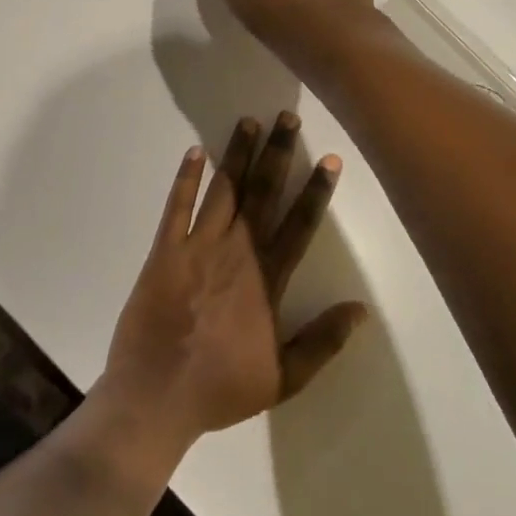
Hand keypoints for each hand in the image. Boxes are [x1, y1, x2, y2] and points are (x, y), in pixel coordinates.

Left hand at [101, 113, 367, 449]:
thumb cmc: (220, 389)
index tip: (329, 158)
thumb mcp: (283, 377)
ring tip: (249, 122)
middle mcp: (236, 253)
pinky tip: (195, 152)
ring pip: (224, 191)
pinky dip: (186, 179)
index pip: (299, 225)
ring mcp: (197, 248)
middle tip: (287, 117)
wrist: (155, 398)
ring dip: (237, 155)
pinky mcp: (163, 252)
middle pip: (263, 194)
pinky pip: (176, 207)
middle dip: (277, 153)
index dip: (316, 190)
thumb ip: (322, 341)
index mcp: (267, 279)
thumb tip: (361, 309)